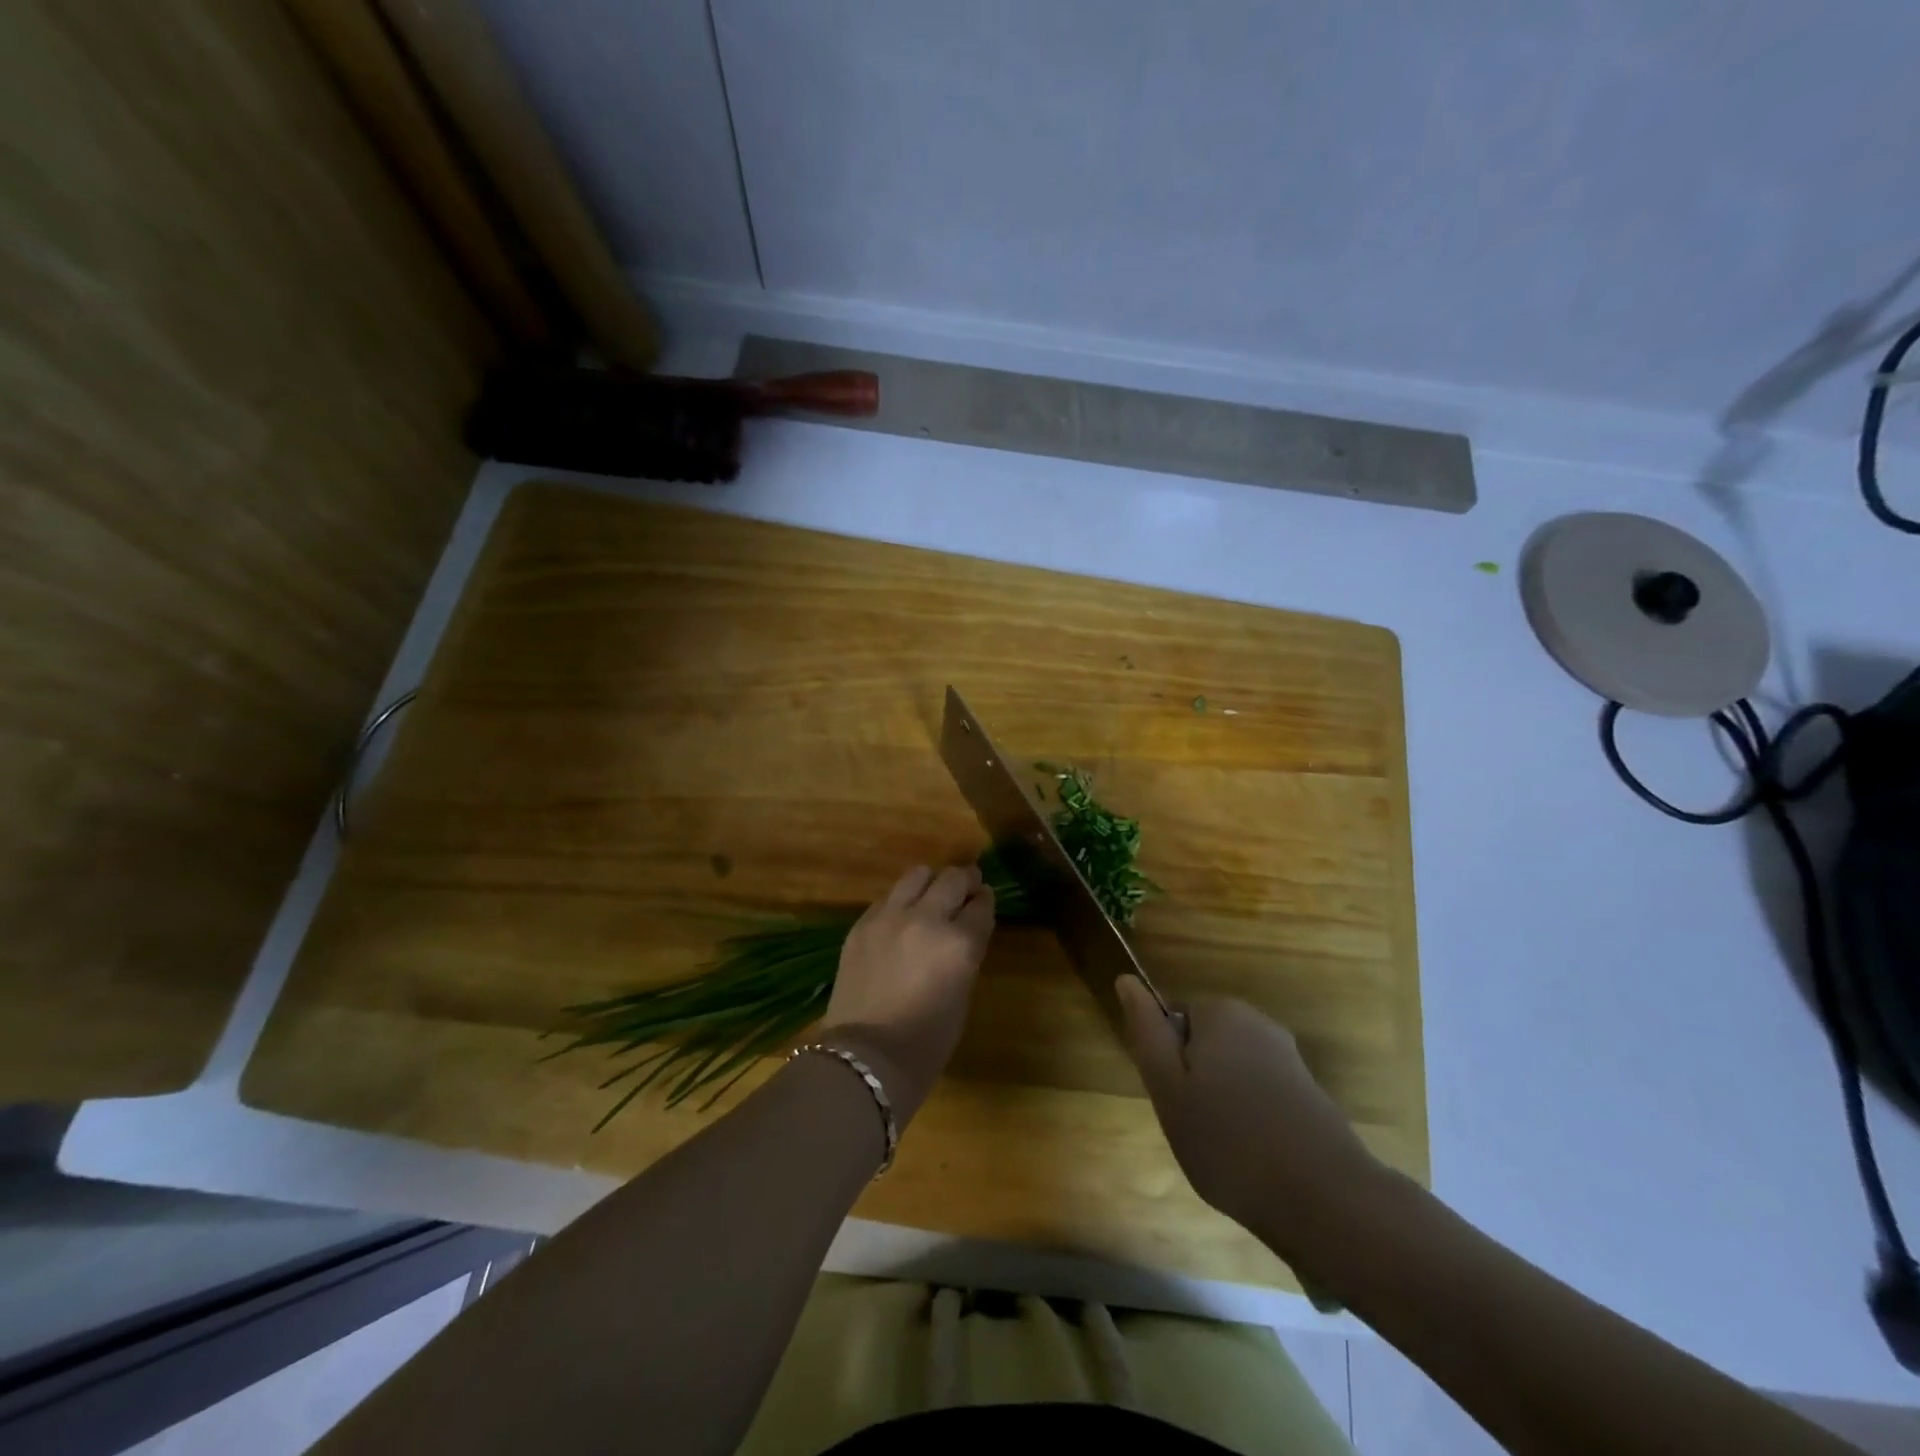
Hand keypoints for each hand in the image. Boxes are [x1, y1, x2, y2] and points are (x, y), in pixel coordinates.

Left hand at [817, 864, 994, 1123]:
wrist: (865, 1056)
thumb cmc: (926, 1042)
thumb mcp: (962, 996)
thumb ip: (966, 954)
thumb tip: (964, 932)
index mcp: (961, 943)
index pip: (982, 905)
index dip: (985, 901)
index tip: (984, 900)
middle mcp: (928, 919)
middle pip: (953, 878)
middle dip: (965, 881)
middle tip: (966, 889)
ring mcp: (890, 917)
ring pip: (917, 874)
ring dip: (931, 882)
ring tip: (931, 896)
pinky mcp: (862, 923)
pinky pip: (888, 897)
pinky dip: (901, 901)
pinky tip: (901, 918)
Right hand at [1116, 979, 1386, 1258]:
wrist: (1326, 1200)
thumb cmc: (1228, 1140)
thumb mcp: (1167, 1087)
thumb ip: (1146, 1031)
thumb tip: (1126, 979)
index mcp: (1220, 1012)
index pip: (1172, 1022)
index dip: (1167, 1063)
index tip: (1174, 1102)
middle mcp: (1258, 1023)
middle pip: (1204, 1045)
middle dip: (1195, 1083)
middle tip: (1195, 1128)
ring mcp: (1289, 1058)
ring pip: (1232, 1074)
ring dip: (1223, 1105)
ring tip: (1226, 1151)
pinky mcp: (1310, 1095)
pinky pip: (1261, 1098)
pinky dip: (1253, 1123)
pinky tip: (1257, 1161)